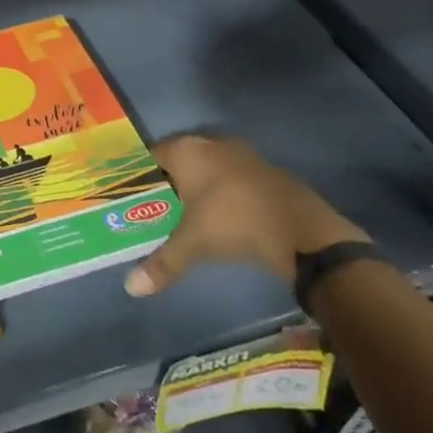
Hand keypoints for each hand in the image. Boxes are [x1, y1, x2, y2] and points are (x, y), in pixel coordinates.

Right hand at [125, 135, 367, 295]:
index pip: (151, 156)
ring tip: (183, 216)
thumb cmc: (234, 223)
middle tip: (153, 209)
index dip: (140, 176)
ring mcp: (242, 155)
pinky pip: (231, 178)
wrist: (302, 230)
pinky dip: (222, 193)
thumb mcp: (192, 244)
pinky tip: (220, 217)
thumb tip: (131, 288)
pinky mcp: (266, 171)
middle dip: (167, 183)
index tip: (130, 197)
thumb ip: (162, 263)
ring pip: (208, 168)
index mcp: (187, 151)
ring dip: (197, 188)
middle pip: (179, 161)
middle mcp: (212, 144)